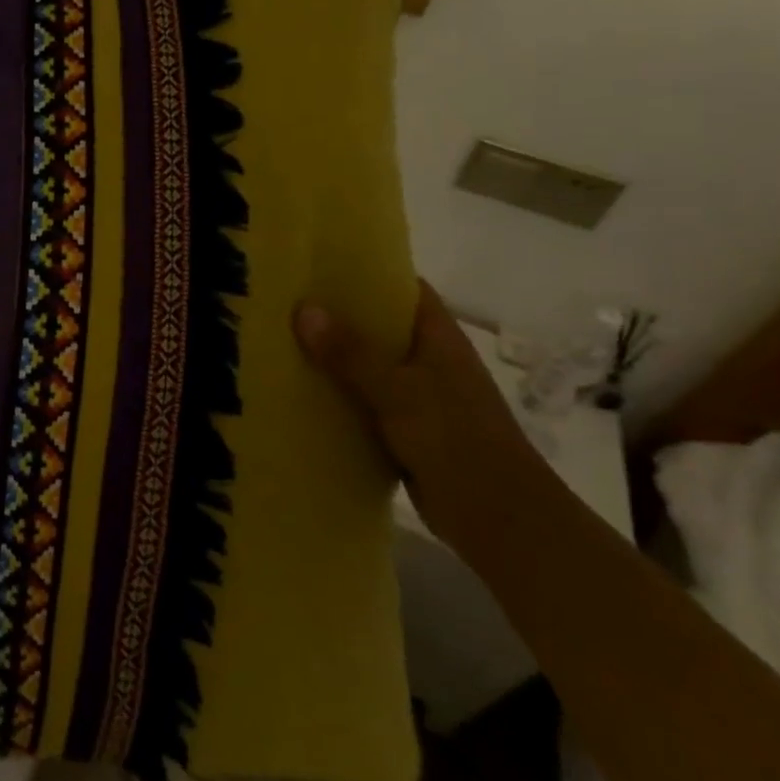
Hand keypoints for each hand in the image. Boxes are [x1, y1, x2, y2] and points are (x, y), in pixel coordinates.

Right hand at [295, 281, 548, 545]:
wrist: (501, 521)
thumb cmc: (457, 441)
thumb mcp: (398, 391)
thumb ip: (351, 352)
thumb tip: (303, 308)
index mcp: (438, 338)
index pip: (403, 288)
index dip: (367, 271)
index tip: (318, 260)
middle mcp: (429, 361)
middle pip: (378, 326)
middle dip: (336, 314)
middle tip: (283, 299)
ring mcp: (419, 397)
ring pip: (367, 366)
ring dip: (332, 358)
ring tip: (278, 339)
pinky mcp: (406, 431)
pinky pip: (363, 403)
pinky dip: (337, 396)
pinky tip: (298, 392)